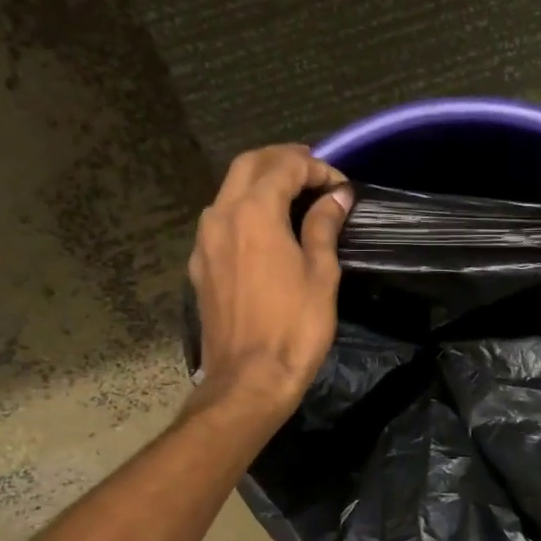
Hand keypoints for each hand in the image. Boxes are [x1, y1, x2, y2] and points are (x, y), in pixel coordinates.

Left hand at [187, 145, 352, 422]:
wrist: (249, 379)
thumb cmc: (294, 327)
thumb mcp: (320, 273)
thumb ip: (324, 226)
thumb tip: (336, 196)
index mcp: (253, 213)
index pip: (284, 166)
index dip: (316, 167)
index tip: (340, 186)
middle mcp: (220, 217)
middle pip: (248, 165)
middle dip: (283, 161)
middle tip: (315, 173)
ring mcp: (204, 242)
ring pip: (230, 191)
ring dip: (261, 183)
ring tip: (294, 197)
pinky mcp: (200, 266)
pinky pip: (222, 221)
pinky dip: (246, 210)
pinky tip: (267, 230)